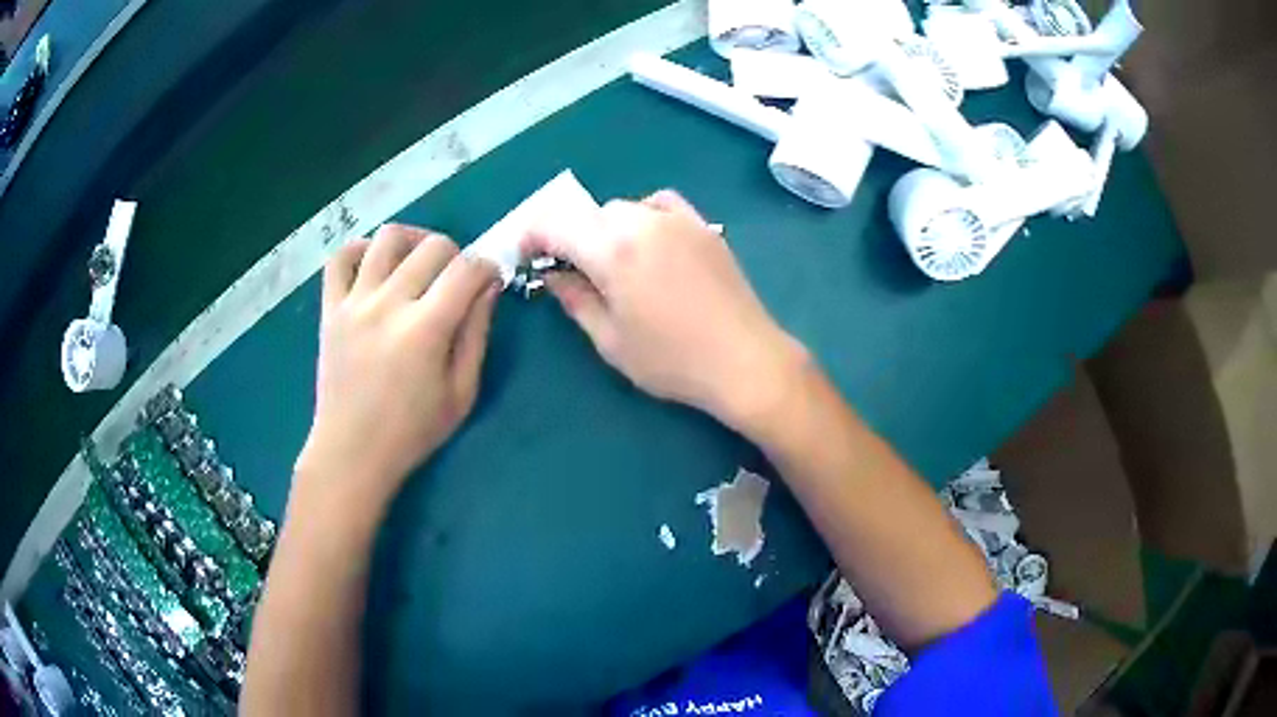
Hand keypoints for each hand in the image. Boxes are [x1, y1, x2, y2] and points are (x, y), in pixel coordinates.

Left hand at [296, 224, 499, 510]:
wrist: (351, 452)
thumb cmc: (412, 431)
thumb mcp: (461, 393)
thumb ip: (477, 334)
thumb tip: (488, 286)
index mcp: (426, 329)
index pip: (467, 269)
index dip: (487, 268)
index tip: (488, 283)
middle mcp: (388, 304)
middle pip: (432, 246)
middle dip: (456, 256)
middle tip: (455, 282)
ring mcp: (354, 302)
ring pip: (387, 238)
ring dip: (413, 242)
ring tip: (419, 263)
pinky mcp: (330, 308)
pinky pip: (341, 257)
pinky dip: (362, 249)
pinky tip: (376, 265)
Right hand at [523, 190, 807, 435]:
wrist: (744, 360)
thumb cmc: (671, 360)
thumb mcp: (610, 340)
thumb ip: (576, 300)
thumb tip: (553, 276)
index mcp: (612, 251)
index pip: (555, 224)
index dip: (533, 236)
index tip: (528, 255)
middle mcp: (642, 223)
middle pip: (590, 214)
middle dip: (573, 237)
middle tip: (575, 272)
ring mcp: (677, 220)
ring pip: (624, 207)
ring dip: (607, 228)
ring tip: (616, 262)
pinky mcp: (703, 227)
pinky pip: (661, 204)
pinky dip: (645, 215)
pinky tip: (650, 242)